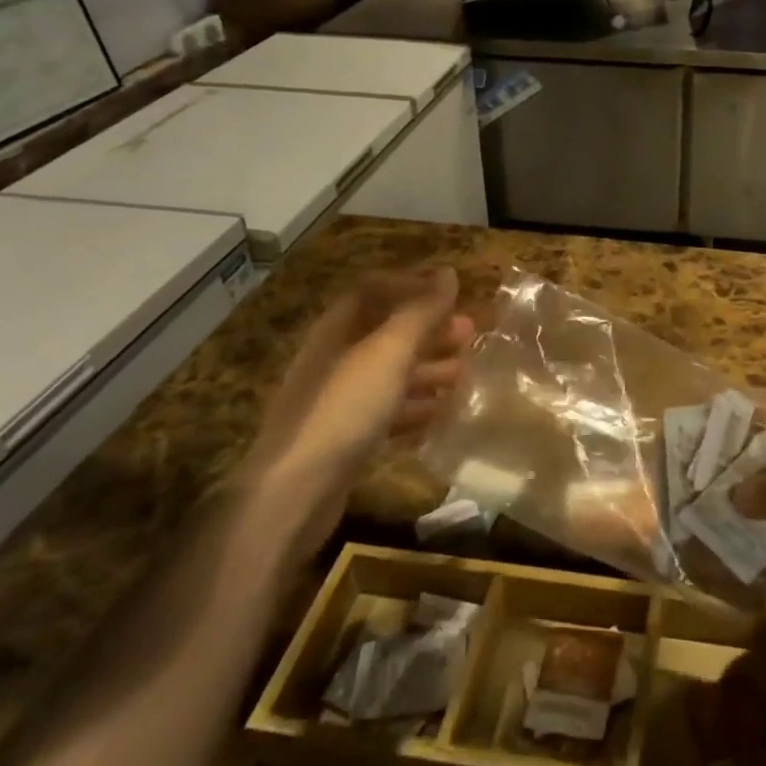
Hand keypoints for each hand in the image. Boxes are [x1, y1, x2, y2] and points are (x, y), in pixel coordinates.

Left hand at [238, 268, 472, 523]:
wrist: (294, 493)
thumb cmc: (344, 408)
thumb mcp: (389, 353)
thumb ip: (421, 312)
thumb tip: (447, 272)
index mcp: (337, 330)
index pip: (373, 291)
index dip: (411, 287)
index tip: (452, 294)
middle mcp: (335, 360)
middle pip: (386, 334)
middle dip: (430, 331)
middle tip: (470, 335)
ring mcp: (337, 402)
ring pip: (390, 375)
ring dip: (428, 371)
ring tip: (465, 375)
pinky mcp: (345, 439)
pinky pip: (386, 413)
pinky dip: (415, 409)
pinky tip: (440, 415)